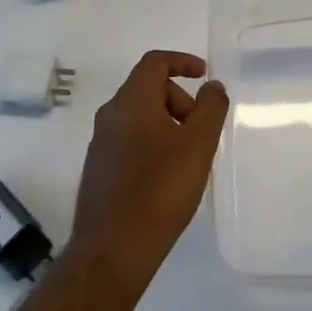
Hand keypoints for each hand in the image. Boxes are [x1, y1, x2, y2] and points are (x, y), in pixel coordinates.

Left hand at [71, 51, 229, 286]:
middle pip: (148, 89)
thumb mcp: (198, 145)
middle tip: (201, 130)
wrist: (113, 249)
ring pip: (139, 116)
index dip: (182, 61)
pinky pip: (130, 139)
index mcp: (131, 102)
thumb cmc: (160, 190)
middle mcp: (110, 115)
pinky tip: (168, 176)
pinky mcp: (99, 169)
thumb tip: (212, 86)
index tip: (204, 75)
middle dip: (180, 100)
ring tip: (189, 156)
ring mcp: (100, 143)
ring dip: (168, 123)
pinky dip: (153, 142)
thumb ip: (210, 108)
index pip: (154, 62)